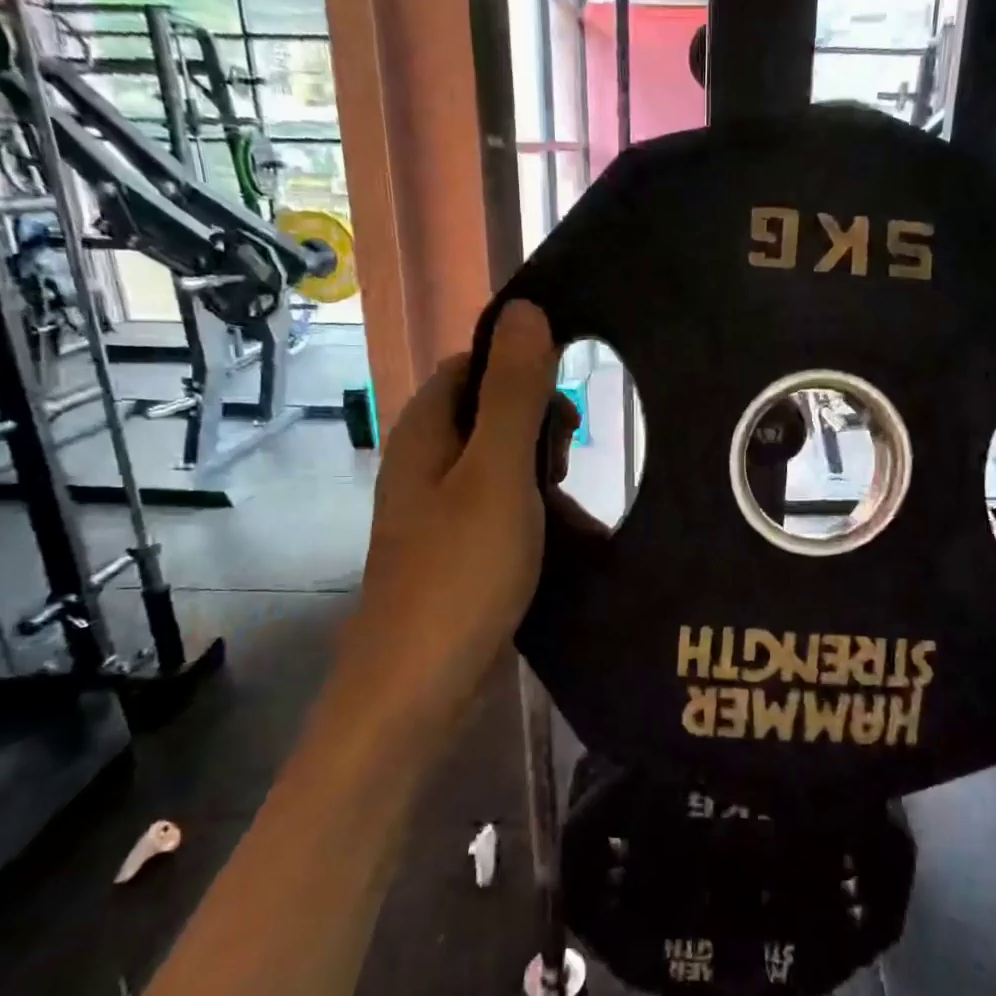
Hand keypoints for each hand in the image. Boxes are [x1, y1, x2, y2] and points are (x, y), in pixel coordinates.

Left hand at [360, 301, 558, 692]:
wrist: (420, 687)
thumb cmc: (461, 571)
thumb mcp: (498, 473)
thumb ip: (514, 391)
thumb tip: (527, 309)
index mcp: (426, 433)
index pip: (472, 366)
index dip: (521, 374)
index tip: (561, 412)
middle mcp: (427, 464)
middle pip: (490, 414)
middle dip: (539, 429)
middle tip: (566, 467)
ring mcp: (441, 512)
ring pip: (503, 467)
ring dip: (545, 478)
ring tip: (575, 513)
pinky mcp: (460, 552)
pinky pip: (505, 513)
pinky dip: (538, 518)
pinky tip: (573, 543)